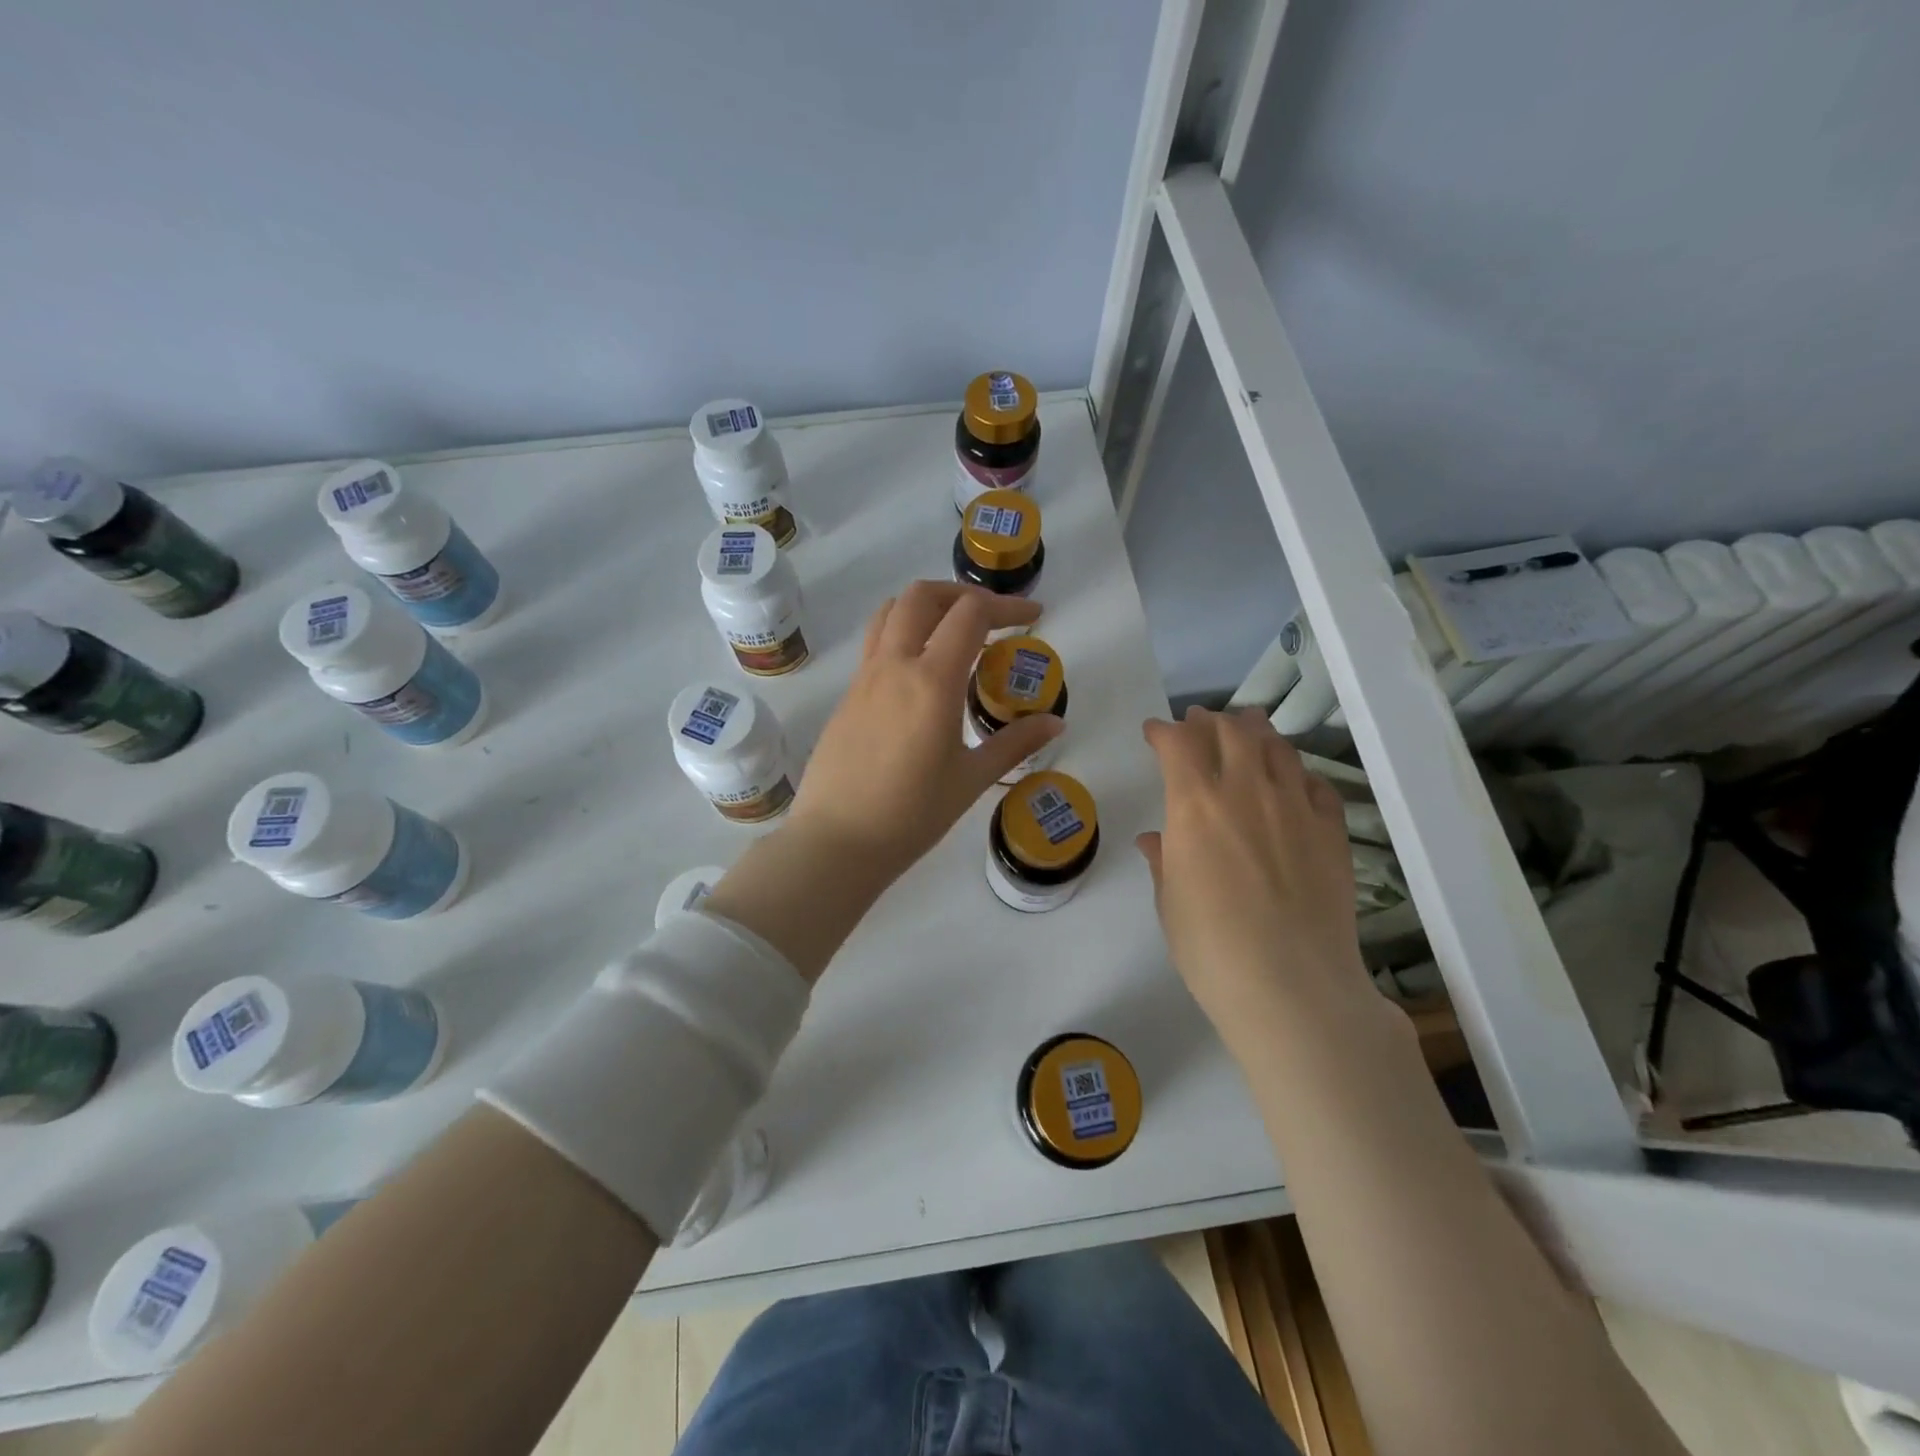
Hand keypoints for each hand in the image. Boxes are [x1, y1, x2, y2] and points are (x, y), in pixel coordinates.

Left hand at [788, 581, 1062, 883]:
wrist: (837, 842)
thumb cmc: (911, 815)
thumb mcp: (971, 779)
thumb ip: (1015, 743)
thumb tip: (1054, 722)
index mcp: (931, 681)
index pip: (970, 614)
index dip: (1007, 606)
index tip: (1033, 618)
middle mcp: (894, 665)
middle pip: (923, 596)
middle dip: (963, 593)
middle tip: (992, 617)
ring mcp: (864, 677)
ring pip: (891, 612)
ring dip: (927, 606)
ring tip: (953, 631)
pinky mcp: (847, 695)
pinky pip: (876, 643)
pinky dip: (904, 633)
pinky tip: (922, 672)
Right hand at [1138, 707, 1376, 1054]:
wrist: (1292, 986)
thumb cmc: (1211, 948)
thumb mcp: (1171, 904)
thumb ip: (1164, 862)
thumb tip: (1156, 840)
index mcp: (1195, 804)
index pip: (1178, 743)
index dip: (1163, 731)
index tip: (1154, 732)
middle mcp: (1246, 791)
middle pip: (1232, 731)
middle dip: (1210, 721)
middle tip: (1199, 723)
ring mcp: (1295, 807)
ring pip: (1277, 748)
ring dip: (1256, 732)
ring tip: (1247, 730)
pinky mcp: (1332, 831)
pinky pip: (1315, 784)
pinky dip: (1297, 773)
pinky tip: (1293, 781)